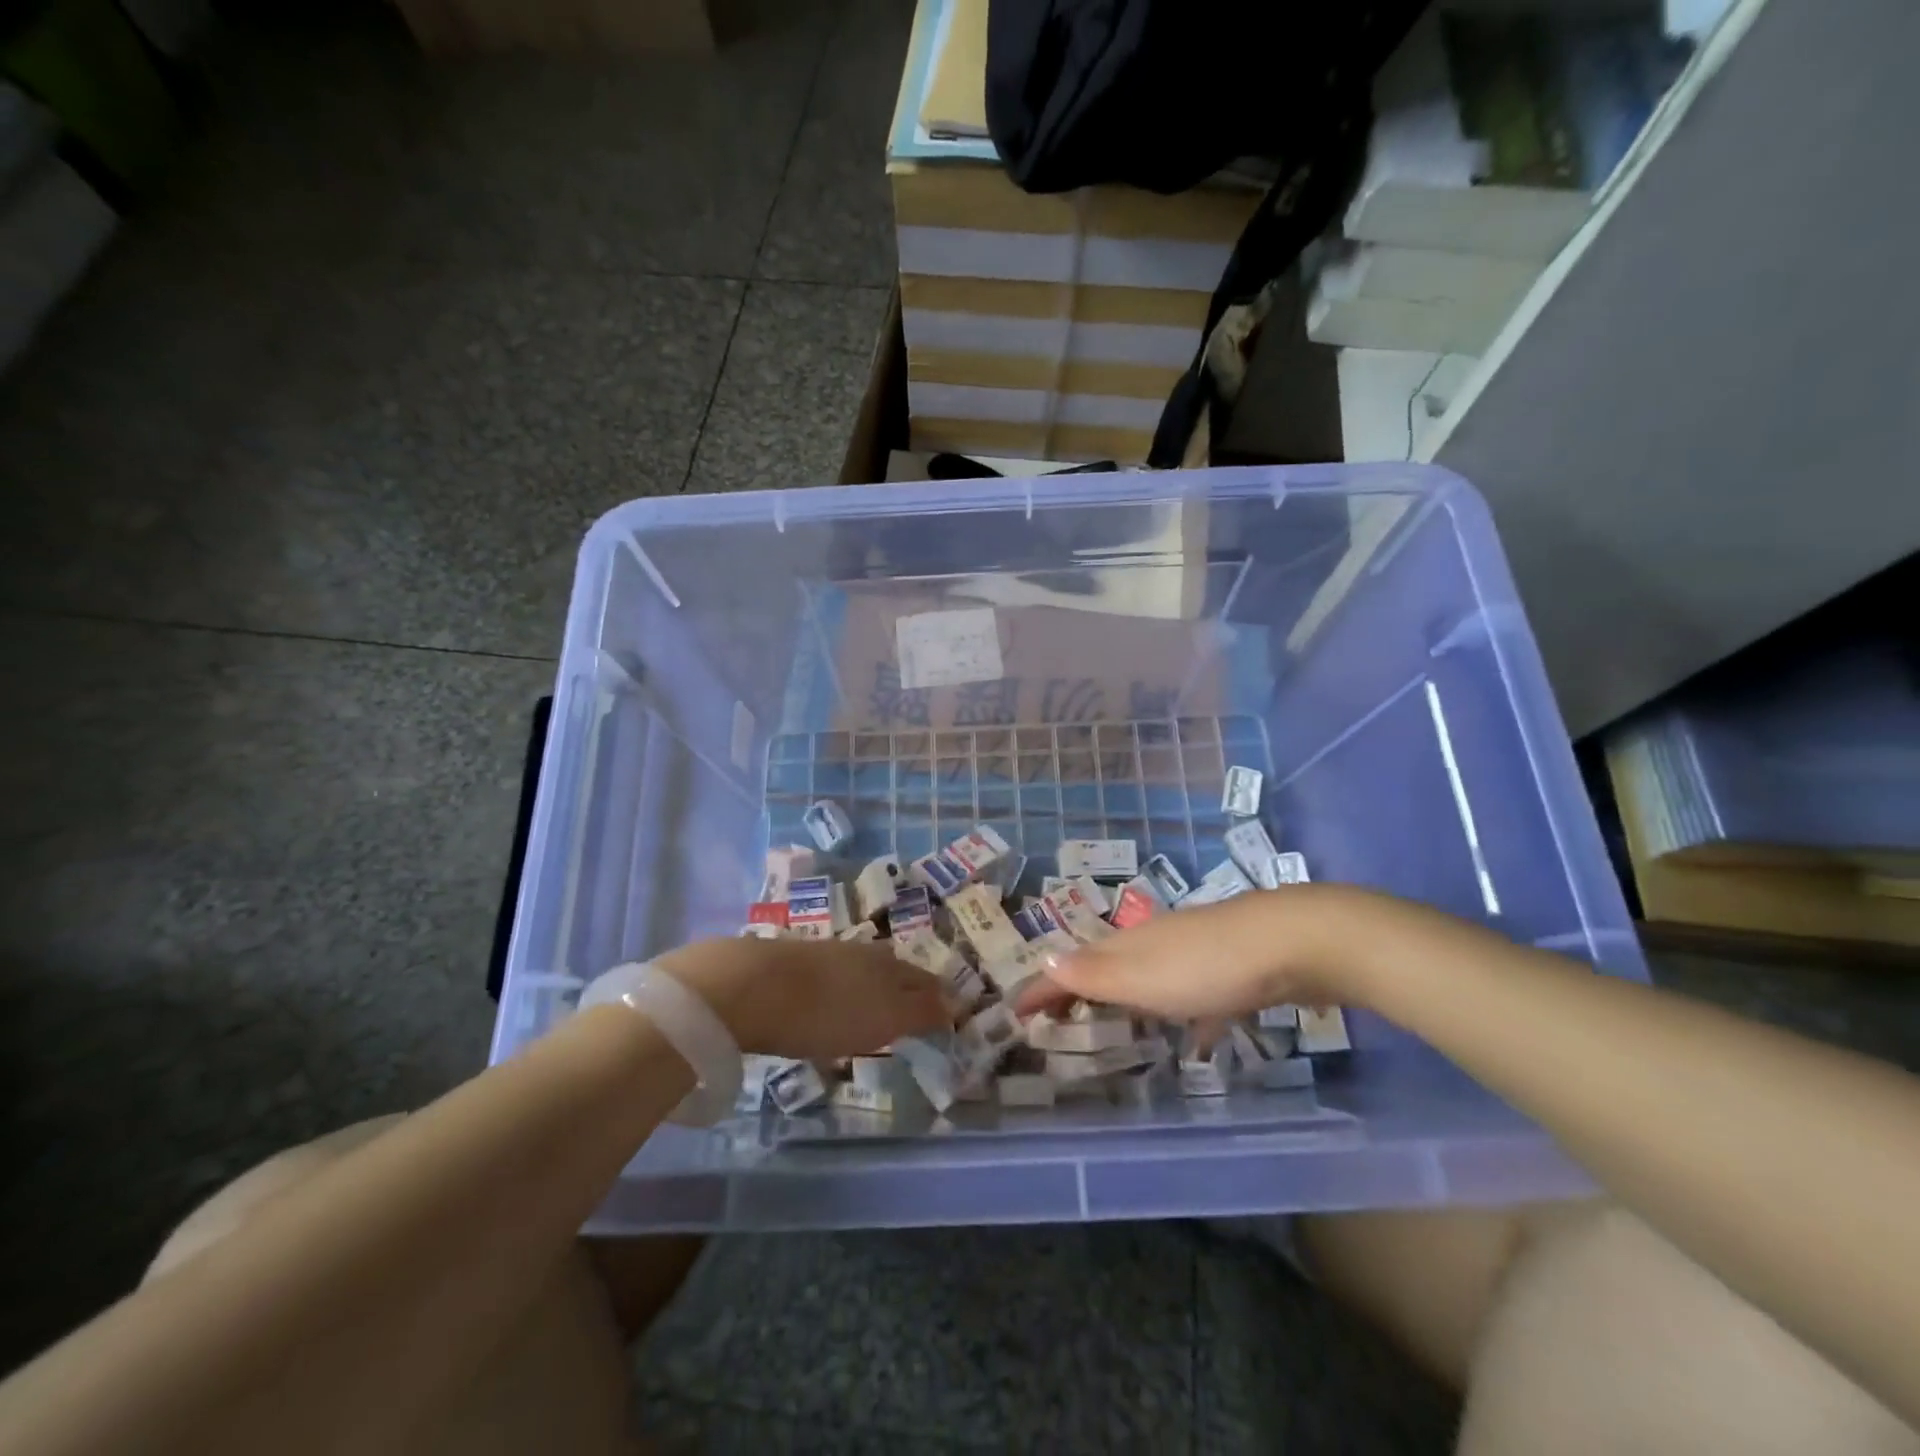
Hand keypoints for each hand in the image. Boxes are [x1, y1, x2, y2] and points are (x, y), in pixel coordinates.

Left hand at [657, 937, 948, 1058]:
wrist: (748, 987)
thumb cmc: (825, 1011)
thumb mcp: (882, 1019)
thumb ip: (920, 1012)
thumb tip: (958, 1003)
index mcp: (887, 965)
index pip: (923, 979)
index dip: (937, 996)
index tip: (947, 1012)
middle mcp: (861, 953)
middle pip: (893, 970)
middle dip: (906, 988)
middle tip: (912, 1010)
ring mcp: (824, 954)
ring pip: (860, 970)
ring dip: (870, 988)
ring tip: (872, 1009)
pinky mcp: (791, 963)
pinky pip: (828, 977)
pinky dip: (838, 991)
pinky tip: (828, 1005)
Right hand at [1013, 884, 1368, 1022]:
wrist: (1293, 942)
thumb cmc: (1208, 967)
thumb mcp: (1142, 978)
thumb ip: (1094, 975)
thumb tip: (1042, 962)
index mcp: (1128, 947)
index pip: (1072, 967)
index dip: (1043, 989)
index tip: (1015, 1013)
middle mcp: (1155, 943)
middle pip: (1106, 968)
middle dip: (1079, 992)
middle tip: (1058, 1022)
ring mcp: (1195, 951)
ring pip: (1150, 979)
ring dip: (1128, 1002)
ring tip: (1118, 1031)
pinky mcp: (1231, 968)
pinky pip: (1192, 995)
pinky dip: (1183, 1015)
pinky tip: (1197, 1040)